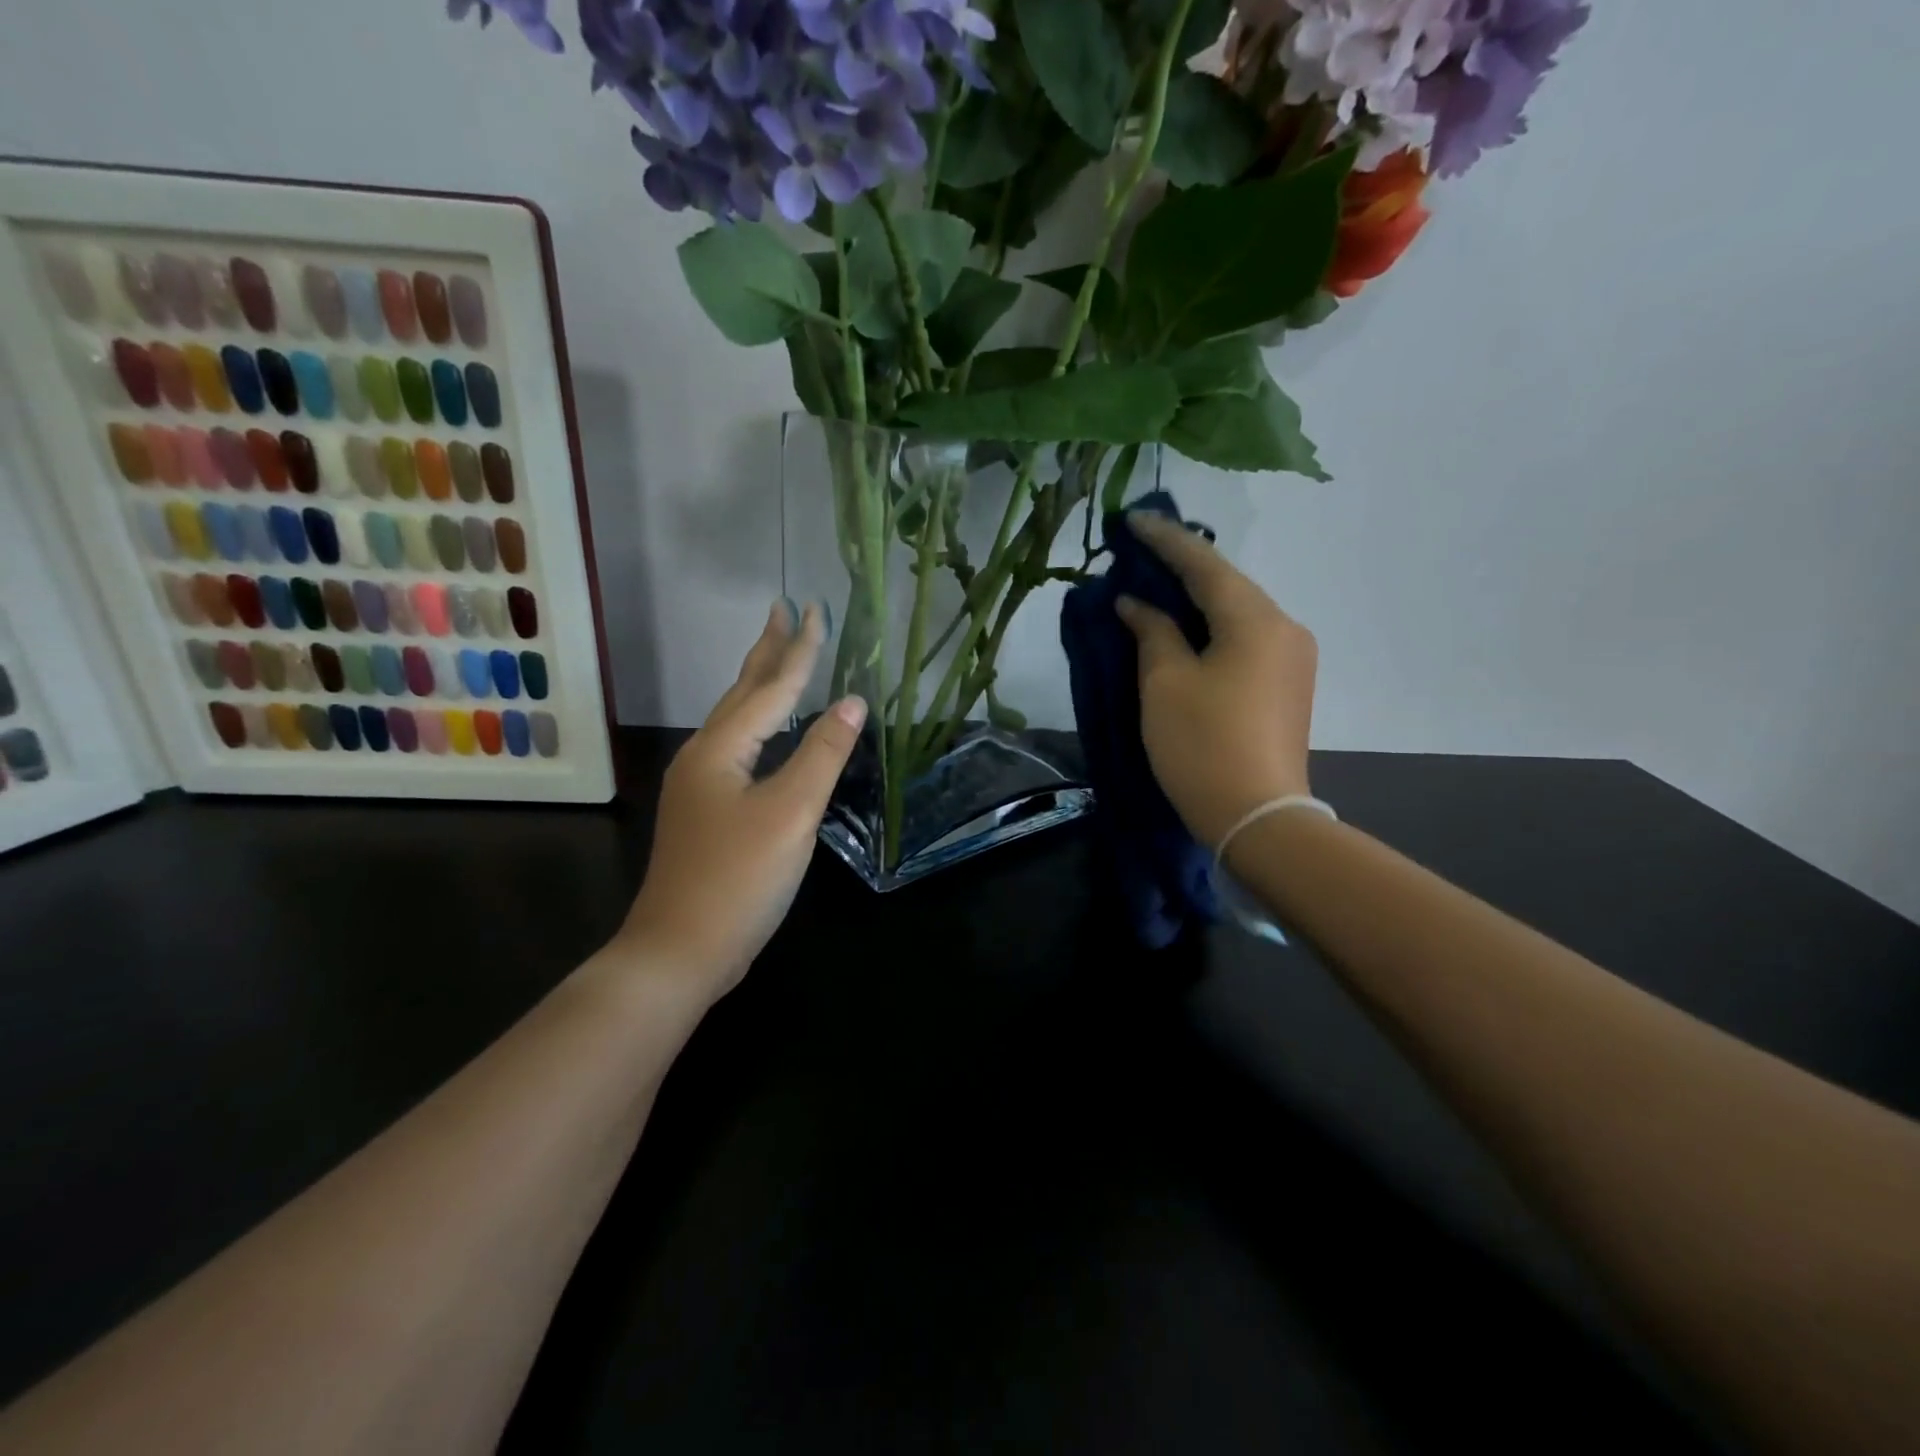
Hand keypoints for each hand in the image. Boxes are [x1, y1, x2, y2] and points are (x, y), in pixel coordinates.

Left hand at [621, 600, 866, 1001]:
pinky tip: (768, 735)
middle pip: (743, 692)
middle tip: (782, 610)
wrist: (681, 950)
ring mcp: (701, 787)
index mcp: (722, 748)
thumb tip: (853, 702)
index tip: (815, 607)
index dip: (799, 648)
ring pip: (737, 721)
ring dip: (761, 685)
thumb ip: (822, 754)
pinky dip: (760, 726)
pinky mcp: (708, 813)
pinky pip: (739, 749)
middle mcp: (704, 757)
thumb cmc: (739, 878)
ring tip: (779, 658)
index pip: (772, 687)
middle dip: (767, 651)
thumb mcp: (790, 813)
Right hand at [1115, 514, 1317, 847]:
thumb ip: (1152, 632)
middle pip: (1227, 584)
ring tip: (1156, 586)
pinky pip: (1246, 637)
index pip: (1204, 565)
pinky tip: (1186, 627)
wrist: (1258, 816)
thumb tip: (1137, 603)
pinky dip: (1213, 626)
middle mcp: (1285, 627)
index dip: (1165, 540)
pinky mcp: (1289, 683)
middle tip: (1139, 551)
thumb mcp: (1165, 683)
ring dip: (1197, 598)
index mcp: (1255, 620)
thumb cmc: (1202, 744)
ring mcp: (1293, 657)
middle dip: (1182, 567)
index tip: (1133, 519)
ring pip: (1237, 611)